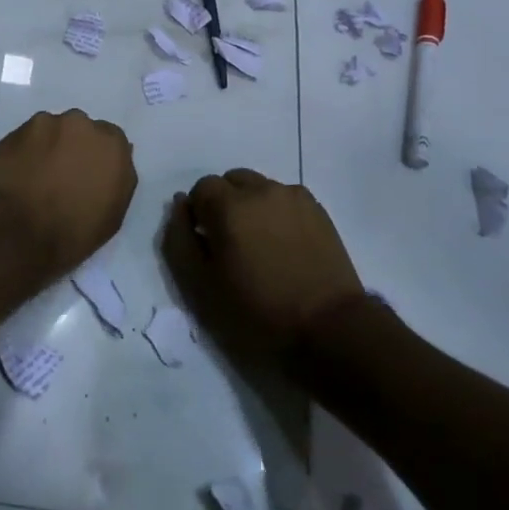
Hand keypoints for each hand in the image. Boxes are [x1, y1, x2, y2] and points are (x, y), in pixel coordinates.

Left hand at [0, 110, 137, 281]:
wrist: (14, 234)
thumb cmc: (70, 235)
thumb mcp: (111, 216)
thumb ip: (116, 180)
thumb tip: (108, 166)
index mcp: (112, 145)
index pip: (111, 141)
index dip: (98, 159)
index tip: (88, 176)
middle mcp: (82, 124)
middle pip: (80, 130)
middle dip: (73, 147)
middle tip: (61, 176)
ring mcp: (46, 123)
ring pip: (51, 131)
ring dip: (47, 147)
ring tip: (34, 177)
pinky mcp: (14, 130)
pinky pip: (25, 138)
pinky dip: (23, 152)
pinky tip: (15, 174)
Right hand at [161, 169, 364, 361]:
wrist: (328, 328)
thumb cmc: (258, 312)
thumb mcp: (201, 285)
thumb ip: (179, 239)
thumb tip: (179, 204)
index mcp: (229, 205)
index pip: (201, 188)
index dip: (199, 213)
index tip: (207, 243)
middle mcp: (261, 189)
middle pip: (232, 181)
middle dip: (224, 204)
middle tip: (231, 244)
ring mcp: (293, 196)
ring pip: (260, 188)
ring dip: (252, 206)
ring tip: (261, 246)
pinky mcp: (317, 209)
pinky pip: (285, 199)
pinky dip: (277, 213)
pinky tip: (285, 246)